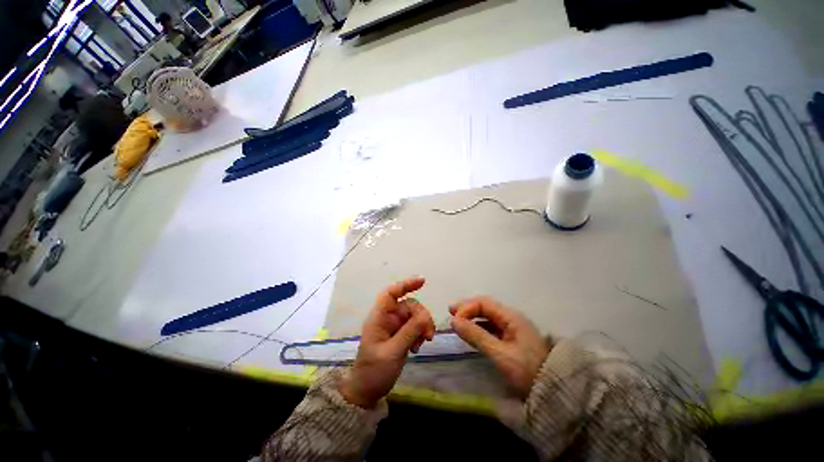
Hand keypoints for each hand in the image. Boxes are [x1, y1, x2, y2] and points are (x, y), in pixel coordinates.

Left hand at [340, 277, 434, 408]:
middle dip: (421, 317)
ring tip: (423, 344)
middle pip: (409, 306)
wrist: (367, 391)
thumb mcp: (392, 352)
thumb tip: (425, 316)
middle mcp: (387, 318)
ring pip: (414, 316)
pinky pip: (415, 326)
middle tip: (428, 335)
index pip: (391, 293)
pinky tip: (418, 348)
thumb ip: (409, 332)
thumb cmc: (374, 371)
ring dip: (422, 326)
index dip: (405, 284)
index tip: (422, 281)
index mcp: (379, 317)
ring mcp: (394, 326)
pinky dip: (420, 334)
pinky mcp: (400, 334)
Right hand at [450, 297, 548, 398]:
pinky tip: (471, 330)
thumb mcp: (500, 354)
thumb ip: (476, 336)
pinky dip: (478, 326)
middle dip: (467, 308)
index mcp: (511, 317)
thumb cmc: (527, 370)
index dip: (467, 307)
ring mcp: (512, 328)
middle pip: (485, 306)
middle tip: (450, 311)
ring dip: (472, 316)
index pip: (484, 303)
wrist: (554, 391)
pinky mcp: (512, 338)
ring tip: (457, 320)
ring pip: (488, 316)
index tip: (454, 319)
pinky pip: (491, 326)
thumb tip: (454, 321)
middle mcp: (511, 318)